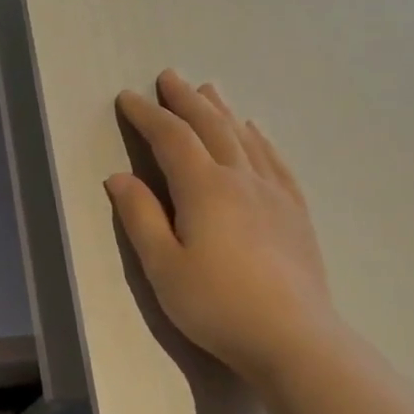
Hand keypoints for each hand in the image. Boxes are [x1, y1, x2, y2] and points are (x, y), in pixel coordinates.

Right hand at [106, 70, 337, 384]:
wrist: (293, 337)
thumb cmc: (216, 304)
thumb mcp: (163, 266)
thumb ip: (140, 217)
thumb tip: (119, 177)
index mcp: (204, 188)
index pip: (170, 138)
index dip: (147, 115)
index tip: (127, 97)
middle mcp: (240, 178)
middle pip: (210, 126)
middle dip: (185, 100)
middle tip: (169, 76)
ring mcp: (274, 192)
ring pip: (244, 137)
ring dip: (221, 110)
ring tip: (208, 90)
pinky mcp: (295, 211)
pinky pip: (274, 160)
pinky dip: (258, 138)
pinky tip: (254, 132)